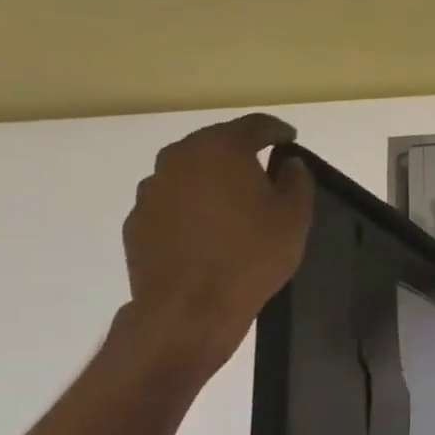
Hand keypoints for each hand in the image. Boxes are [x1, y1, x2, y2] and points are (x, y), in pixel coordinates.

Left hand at [120, 113, 313, 373]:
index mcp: (221, 149)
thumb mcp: (294, 218)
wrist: (189, 308)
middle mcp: (179, 158)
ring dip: (212, 181)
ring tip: (233, 205)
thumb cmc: (251, 256)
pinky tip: (206, 232)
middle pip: (215, 143)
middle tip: (263, 171)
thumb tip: (289, 163)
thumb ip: (297, 181)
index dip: (276, 130)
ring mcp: (152, 189)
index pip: (254, 125)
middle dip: (240, 153)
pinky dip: (190, 209)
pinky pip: (172, 203)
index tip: (290, 139)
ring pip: (189, 173)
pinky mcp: (137, 221)